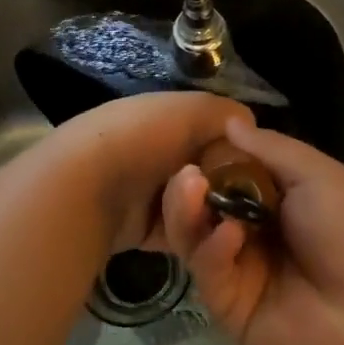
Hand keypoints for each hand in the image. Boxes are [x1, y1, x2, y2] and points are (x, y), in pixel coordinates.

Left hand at [49, 92, 254, 253]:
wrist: (86, 189)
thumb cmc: (141, 139)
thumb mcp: (191, 110)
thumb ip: (227, 114)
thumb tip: (250, 128)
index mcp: (166, 120)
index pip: (217, 135)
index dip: (239, 150)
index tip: (257, 168)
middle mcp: (158, 155)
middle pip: (212, 175)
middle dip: (225, 186)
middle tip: (238, 199)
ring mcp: (150, 195)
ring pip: (200, 208)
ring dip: (205, 211)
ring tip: (205, 211)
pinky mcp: (145, 231)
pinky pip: (183, 234)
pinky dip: (191, 232)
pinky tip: (197, 233)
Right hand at [160, 118, 343, 344]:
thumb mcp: (318, 176)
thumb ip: (270, 149)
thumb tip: (229, 121)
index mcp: (278, 202)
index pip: (226, 178)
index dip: (207, 162)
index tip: (189, 145)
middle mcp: (254, 236)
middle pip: (203, 210)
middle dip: (189, 189)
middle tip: (185, 174)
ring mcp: (241, 275)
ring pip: (196, 241)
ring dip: (188, 214)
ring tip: (190, 188)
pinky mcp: (231, 312)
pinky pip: (210, 275)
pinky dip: (213, 251)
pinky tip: (230, 236)